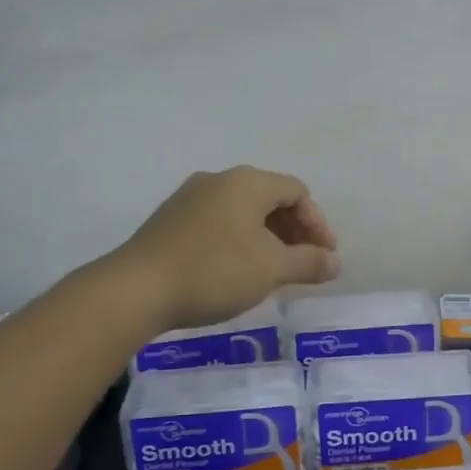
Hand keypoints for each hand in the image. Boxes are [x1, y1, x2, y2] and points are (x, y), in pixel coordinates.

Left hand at [114, 166, 338, 331]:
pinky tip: (235, 272)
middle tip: (303, 264)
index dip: (318, 224)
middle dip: (293, 231)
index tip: (325, 258)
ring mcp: (189, 198)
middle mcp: (218, 180)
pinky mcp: (169, 220)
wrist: (136, 289)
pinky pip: (217, 223)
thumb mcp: (271, 269)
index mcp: (247, 182)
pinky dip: (238, 241)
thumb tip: (334, 261)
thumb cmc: (214, 271)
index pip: (297, 192)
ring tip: (272, 272)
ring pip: (241, 212)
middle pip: (269, 198)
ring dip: (266, 238)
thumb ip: (309, 262)